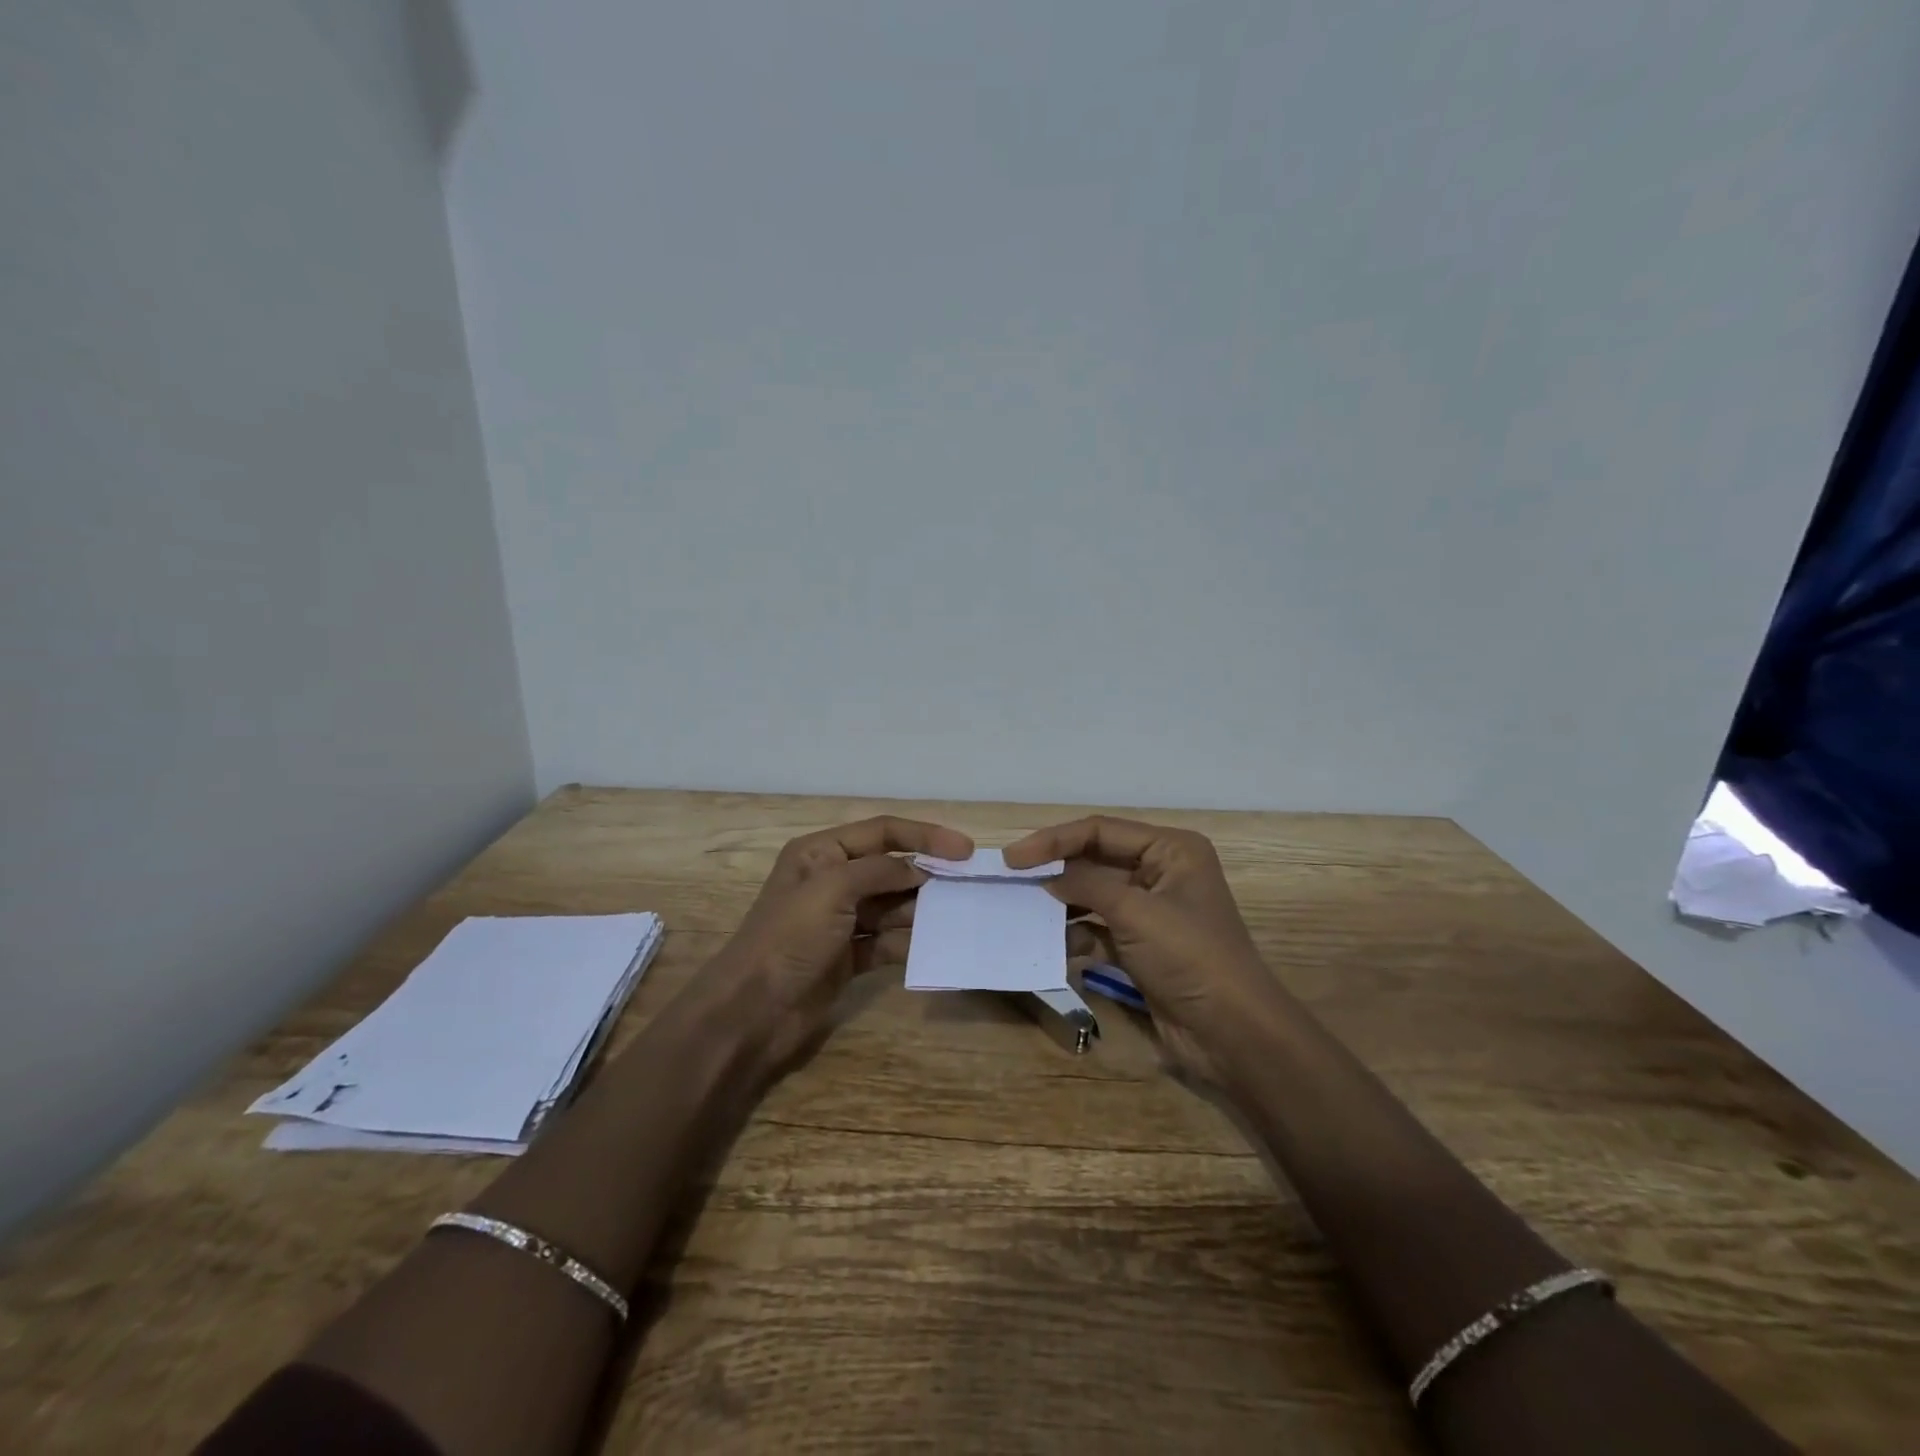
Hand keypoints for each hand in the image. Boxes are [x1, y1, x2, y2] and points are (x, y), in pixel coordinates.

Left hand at [711, 815, 972, 1068]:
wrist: (752, 1012)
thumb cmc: (789, 937)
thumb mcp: (832, 889)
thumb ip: (880, 871)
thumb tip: (920, 869)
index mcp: (821, 853)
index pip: (883, 831)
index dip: (925, 836)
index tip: (965, 850)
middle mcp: (832, 880)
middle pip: (891, 868)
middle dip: (927, 875)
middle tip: (967, 886)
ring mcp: (841, 920)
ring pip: (893, 906)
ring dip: (922, 909)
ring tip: (958, 915)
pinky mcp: (849, 956)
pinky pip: (889, 941)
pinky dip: (910, 943)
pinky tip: (935, 946)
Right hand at [1004, 816, 1284, 1083]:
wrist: (1233, 1034)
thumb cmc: (1189, 956)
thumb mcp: (1135, 911)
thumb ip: (1085, 885)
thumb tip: (1044, 876)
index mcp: (1171, 849)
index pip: (1101, 830)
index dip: (1054, 840)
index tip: (1013, 857)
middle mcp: (1162, 872)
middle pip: (1096, 859)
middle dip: (1056, 870)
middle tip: (1011, 880)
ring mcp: (1152, 911)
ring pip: (1094, 895)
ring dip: (1063, 903)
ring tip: (1024, 911)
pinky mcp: (1143, 946)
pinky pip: (1100, 928)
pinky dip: (1077, 934)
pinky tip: (1054, 945)